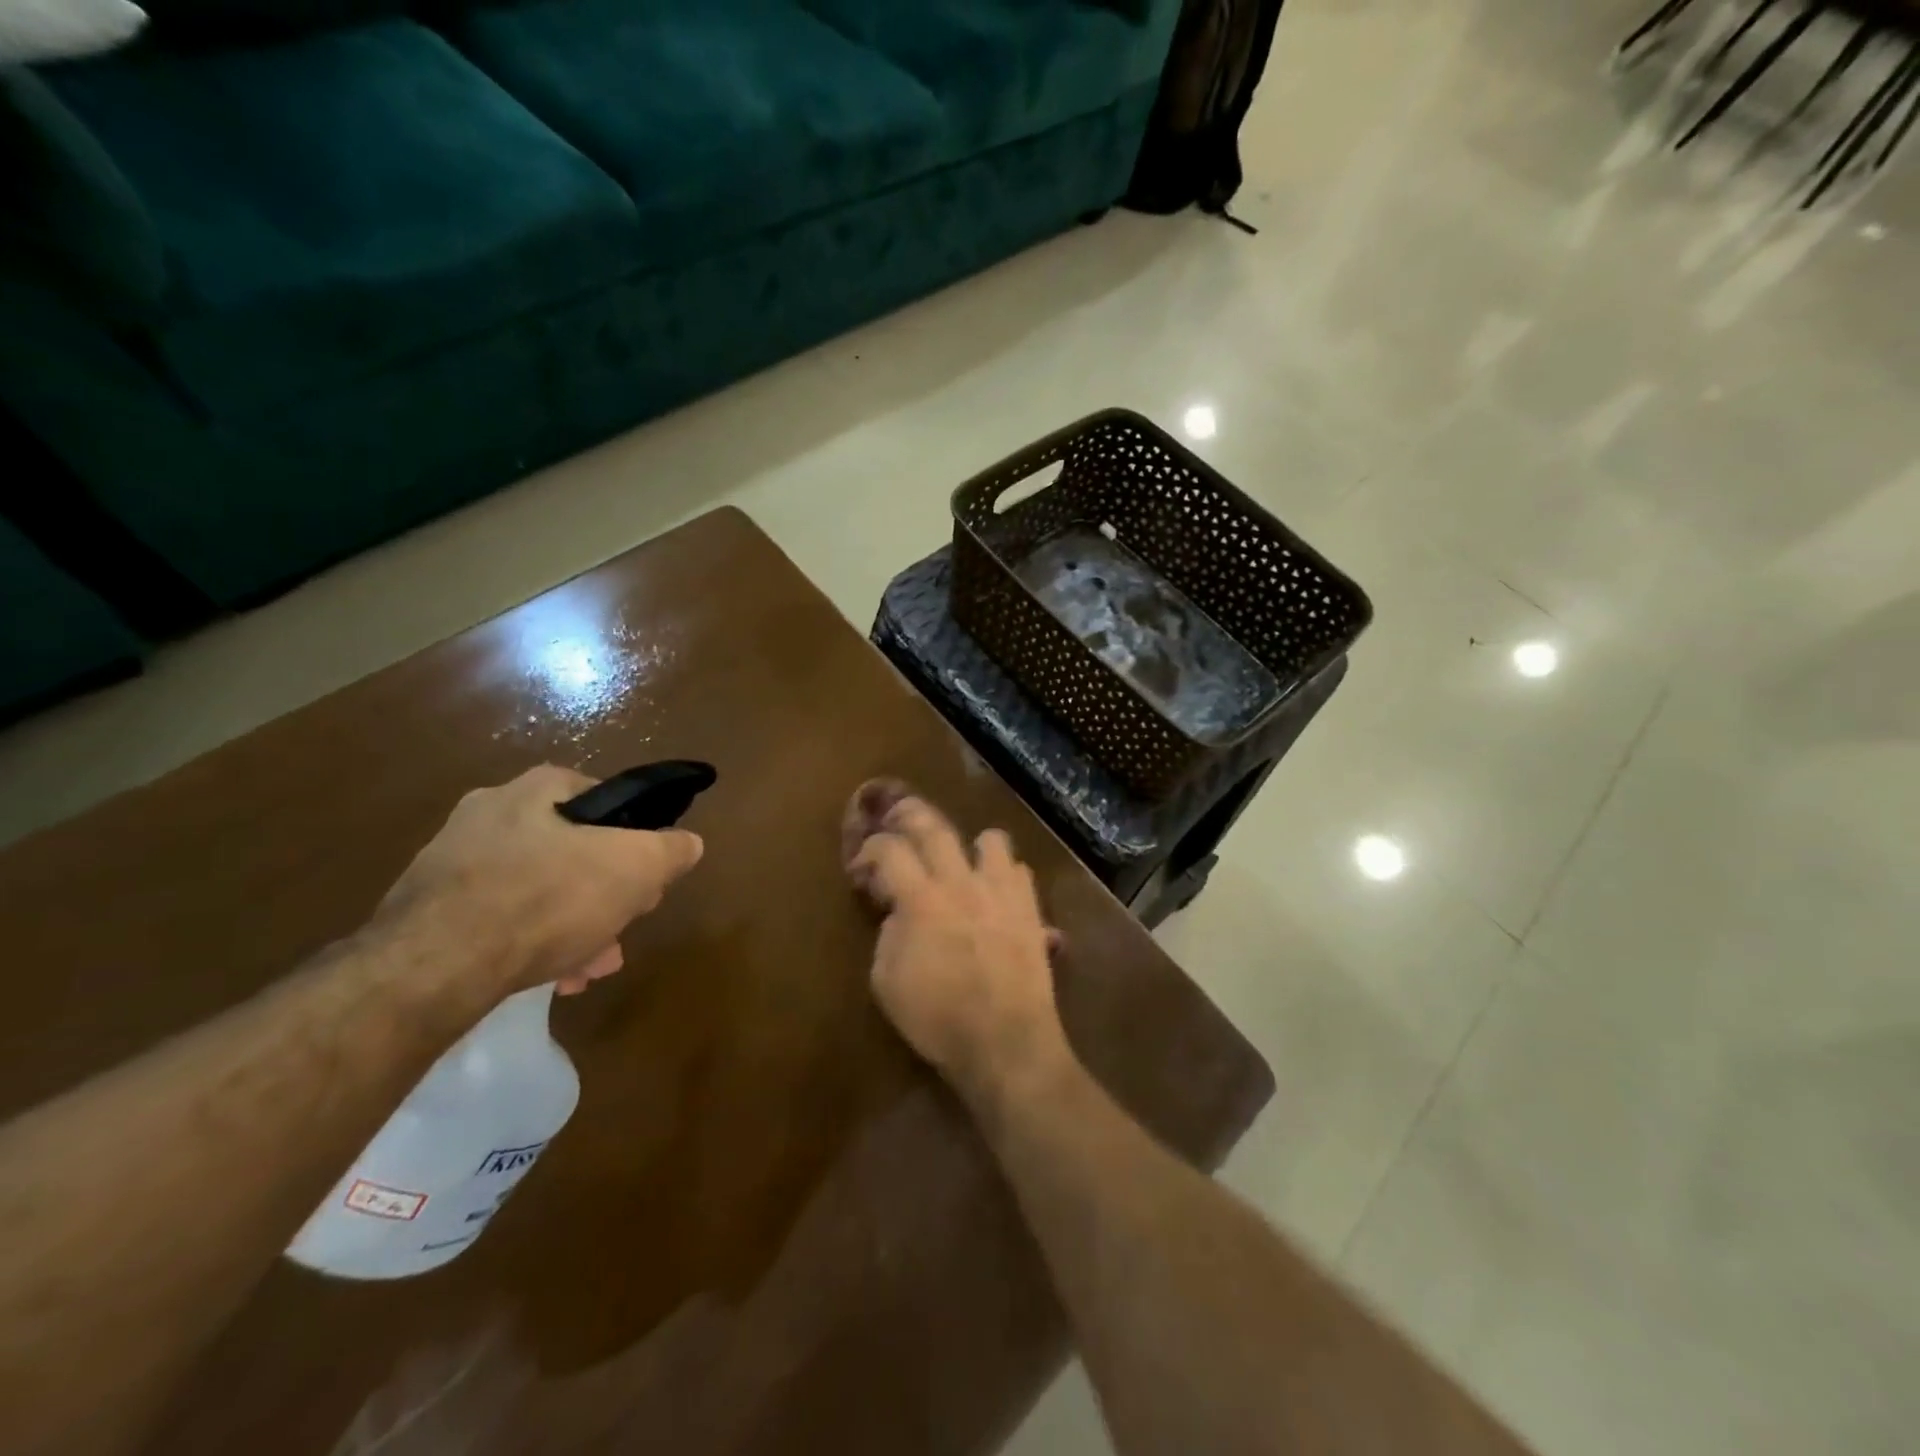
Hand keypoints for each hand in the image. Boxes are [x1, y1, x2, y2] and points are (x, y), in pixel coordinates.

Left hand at [378, 765, 703, 998]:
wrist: (433, 966)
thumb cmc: (548, 898)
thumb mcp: (637, 867)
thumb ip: (671, 849)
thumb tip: (687, 843)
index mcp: (537, 788)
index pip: (604, 800)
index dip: (635, 841)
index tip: (643, 882)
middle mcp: (489, 812)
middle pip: (572, 851)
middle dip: (603, 896)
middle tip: (618, 935)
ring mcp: (451, 860)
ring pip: (536, 889)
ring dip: (570, 926)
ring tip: (585, 969)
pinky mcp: (425, 907)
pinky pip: (496, 918)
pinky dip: (527, 942)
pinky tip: (546, 976)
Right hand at [850, 796, 1070, 1106]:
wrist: (1006, 1041)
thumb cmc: (938, 1020)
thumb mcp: (887, 982)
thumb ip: (889, 934)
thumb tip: (899, 911)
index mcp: (921, 900)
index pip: (889, 850)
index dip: (870, 849)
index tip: (862, 865)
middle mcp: (961, 883)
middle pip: (935, 827)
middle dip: (910, 815)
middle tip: (897, 817)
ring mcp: (1001, 892)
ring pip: (989, 838)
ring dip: (970, 845)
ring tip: (962, 861)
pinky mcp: (1030, 908)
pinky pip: (1020, 870)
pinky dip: (1003, 874)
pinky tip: (994, 894)